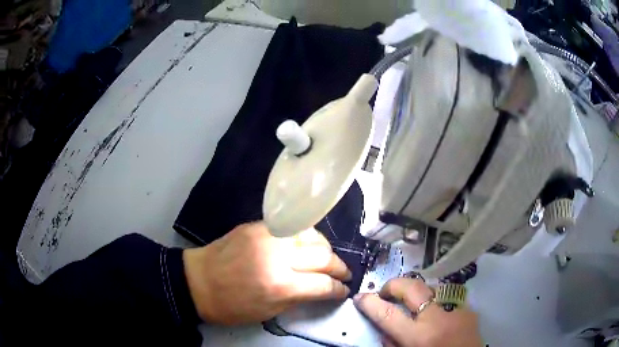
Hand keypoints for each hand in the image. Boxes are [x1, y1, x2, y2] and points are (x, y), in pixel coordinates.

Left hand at [183, 222, 350, 324]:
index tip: (344, 290)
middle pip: (324, 257)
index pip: (323, 284)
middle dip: (339, 268)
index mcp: (280, 285)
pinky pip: (293, 228)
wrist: (197, 282)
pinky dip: (307, 237)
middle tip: (344, 274)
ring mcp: (268, 236)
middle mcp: (278, 257)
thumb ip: (299, 298)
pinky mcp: (258, 225)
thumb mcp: (268, 312)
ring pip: (313, 237)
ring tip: (327, 260)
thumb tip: (322, 289)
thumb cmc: (231, 306)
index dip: (338, 289)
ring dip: (326, 250)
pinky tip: (308, 245)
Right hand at [353, 278, 482, 346]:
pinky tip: (436, 312)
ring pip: (432, 287)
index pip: (388, 314)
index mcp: (419, 338)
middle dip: (394, 285)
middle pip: (412, 288)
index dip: (370, 303)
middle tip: (386, 292)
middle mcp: (439, 319)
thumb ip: (393, 343)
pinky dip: (436, 300)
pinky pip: (447, 297)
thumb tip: (385, 327)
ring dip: (417, 292)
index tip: (360, 297)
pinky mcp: (469, 308)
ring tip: (412, 303)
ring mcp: (457, 310)